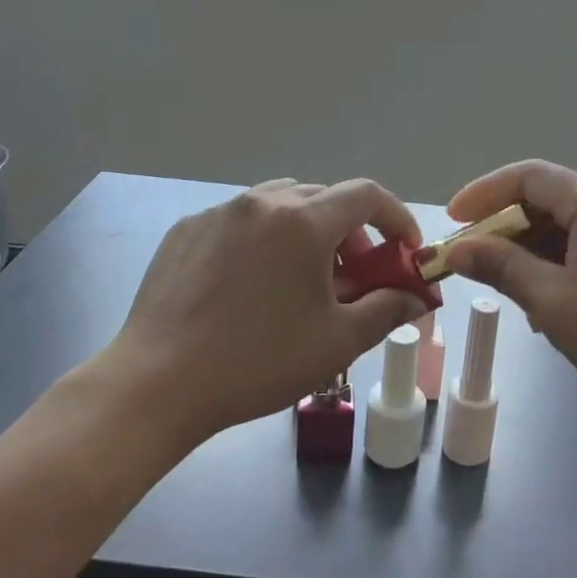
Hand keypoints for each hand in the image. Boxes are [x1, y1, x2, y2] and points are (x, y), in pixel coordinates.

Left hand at [108, 178, 429, 441]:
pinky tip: (250, 284)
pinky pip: (239, 221)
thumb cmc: (258, 362)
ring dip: (305, 231)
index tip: (405, 249)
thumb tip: (418, 298)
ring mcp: (219, 212)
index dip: (396, 217)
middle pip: (323, 198)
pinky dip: (262, 240)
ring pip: (279, 204)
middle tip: (354, 277)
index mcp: (303, 221)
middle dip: (351, 232)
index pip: (366, 195)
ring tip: (301, 278)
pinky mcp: (186, 229)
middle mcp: (262, 201)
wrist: (159, 382)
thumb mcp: (336, 341)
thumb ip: (387, 311)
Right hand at [444, 161, 576, 430]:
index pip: (528, 177)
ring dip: (532, 248)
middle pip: (549, 198)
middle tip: (473, 259)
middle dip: (505, 226)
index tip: (452, 221)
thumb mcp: (553, 303)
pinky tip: (549, 301)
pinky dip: (561, 262)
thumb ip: (502, 267)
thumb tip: (458, 249)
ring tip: (509, 288)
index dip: (483, 194)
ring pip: (570, 225)